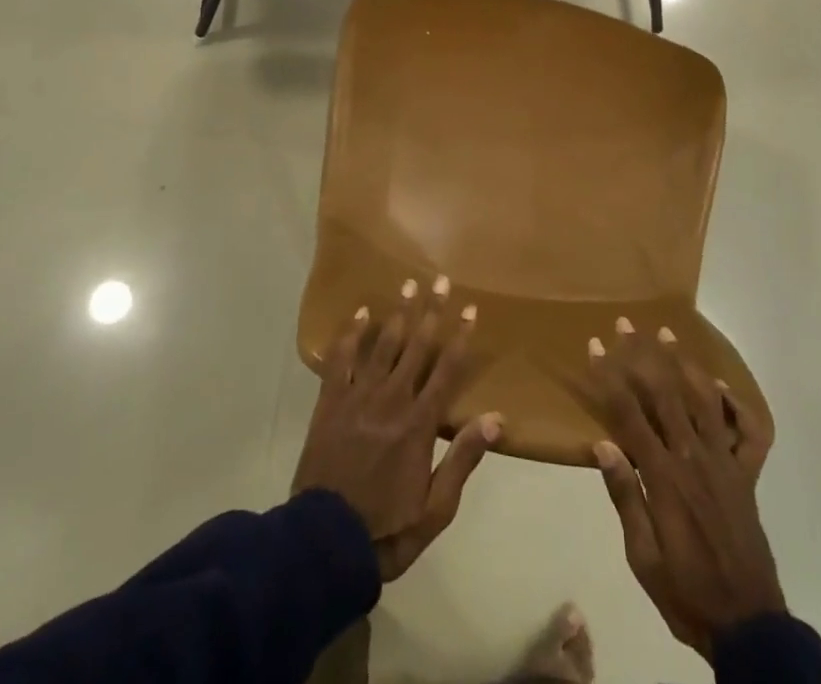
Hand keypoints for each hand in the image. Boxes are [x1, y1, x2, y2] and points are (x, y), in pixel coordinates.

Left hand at [293, 276, 501, 580]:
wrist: (325, 542)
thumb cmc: (387, 528)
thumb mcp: (436, 508)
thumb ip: (463, 459)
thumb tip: (496, 418)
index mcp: (419, 424)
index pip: (447, 370)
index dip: (460, 338)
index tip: (470, 309)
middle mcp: (392, 400)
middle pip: (416, 346)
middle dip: (431, 311)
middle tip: (440, 279)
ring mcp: (359, 397)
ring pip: (383, 344)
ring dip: (398, 313)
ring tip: (408, 284)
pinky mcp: (330, 402)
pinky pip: (340, 360)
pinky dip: (350, 334)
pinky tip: (360, 313)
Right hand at [588, 320, 781, 659]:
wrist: (748, 627)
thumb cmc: (686, 592)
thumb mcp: (642, 557)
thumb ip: (625, 497)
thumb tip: (601, 444)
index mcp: (664, 477)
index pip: (629, 414)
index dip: (609, 377)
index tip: (594, 347)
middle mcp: (693, 458)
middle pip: (665, 393)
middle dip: (641, 355)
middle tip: (625, 324)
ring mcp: (724, 463)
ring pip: (704, 399)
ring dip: (683, 363)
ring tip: (666, 333)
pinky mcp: (746, 476)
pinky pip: (748, 433)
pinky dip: (737, 405)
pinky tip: (720, 387)